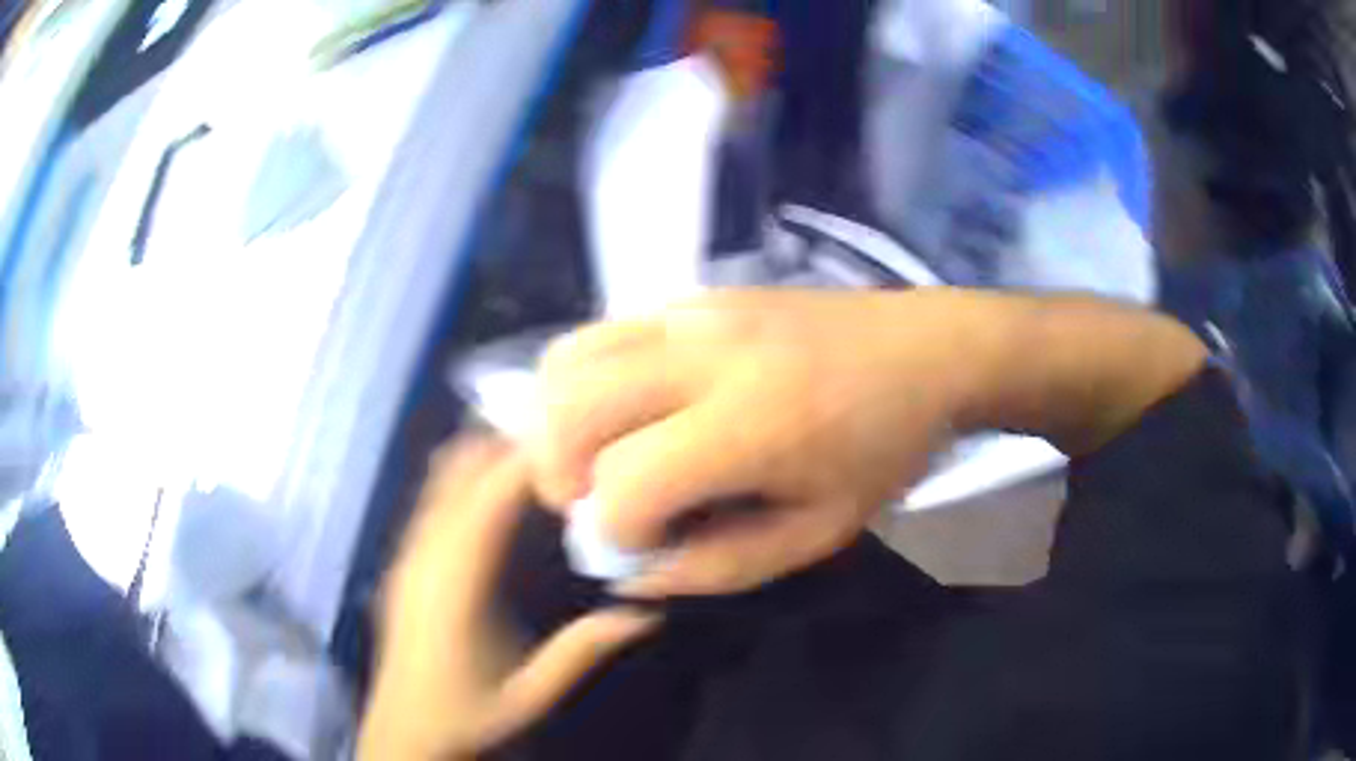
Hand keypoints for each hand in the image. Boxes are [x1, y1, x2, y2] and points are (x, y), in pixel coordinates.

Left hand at [358, 439, 659, 760]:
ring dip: (485, 454)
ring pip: (441, 477)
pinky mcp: (403, 560)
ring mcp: (407, 554)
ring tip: (537, 450)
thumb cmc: (464, 715)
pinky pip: (433, 496)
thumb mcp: (529, 695)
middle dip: (507, 443)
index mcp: (453, 585)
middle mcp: (423, 556)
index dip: (527, 461)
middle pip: (460, 471)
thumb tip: (646, 614)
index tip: (574, 441)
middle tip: (565, 438)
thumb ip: (582, 651)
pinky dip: (465, 476)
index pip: (488, 499)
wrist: (400, 730)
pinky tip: (494, 486)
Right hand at [530, 289, 990, 597]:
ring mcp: (688, 311)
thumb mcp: (819, 533)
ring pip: (566, 362)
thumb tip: (632, 573)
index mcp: (750, 423)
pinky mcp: (687, 294)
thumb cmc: (884, 448)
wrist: (924, 349)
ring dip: (558, 424)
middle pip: (571, 412)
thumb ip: (720, 566)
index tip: (649, 546)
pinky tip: (623, 413)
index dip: (617, 534)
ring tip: (596, 459)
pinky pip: (596, 333)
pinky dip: (580, 384)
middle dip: (561, 477)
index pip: (626, 485)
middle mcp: (702, 355)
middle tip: (595, 507)